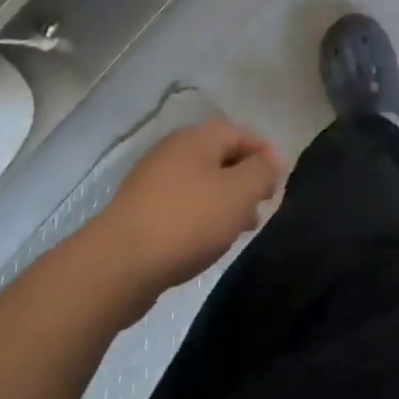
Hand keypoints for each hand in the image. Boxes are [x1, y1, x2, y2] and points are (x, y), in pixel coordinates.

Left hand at [92, 119, 283, 306]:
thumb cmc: (188, 220)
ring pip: (201, 183)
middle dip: (245, 179)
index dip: (265, 153)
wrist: (118, 265)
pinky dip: (202, 216)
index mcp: (197, 138)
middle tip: (263, 206)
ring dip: (225, 200)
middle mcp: (173, 151)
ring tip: (242, 228)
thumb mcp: (239, 193)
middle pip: (220, 157)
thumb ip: (262, 171)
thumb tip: (271, 160)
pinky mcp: (140, 211)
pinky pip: (182, 205)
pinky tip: (209, 240)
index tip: (279, 182)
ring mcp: (153, 181)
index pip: (240, 133)